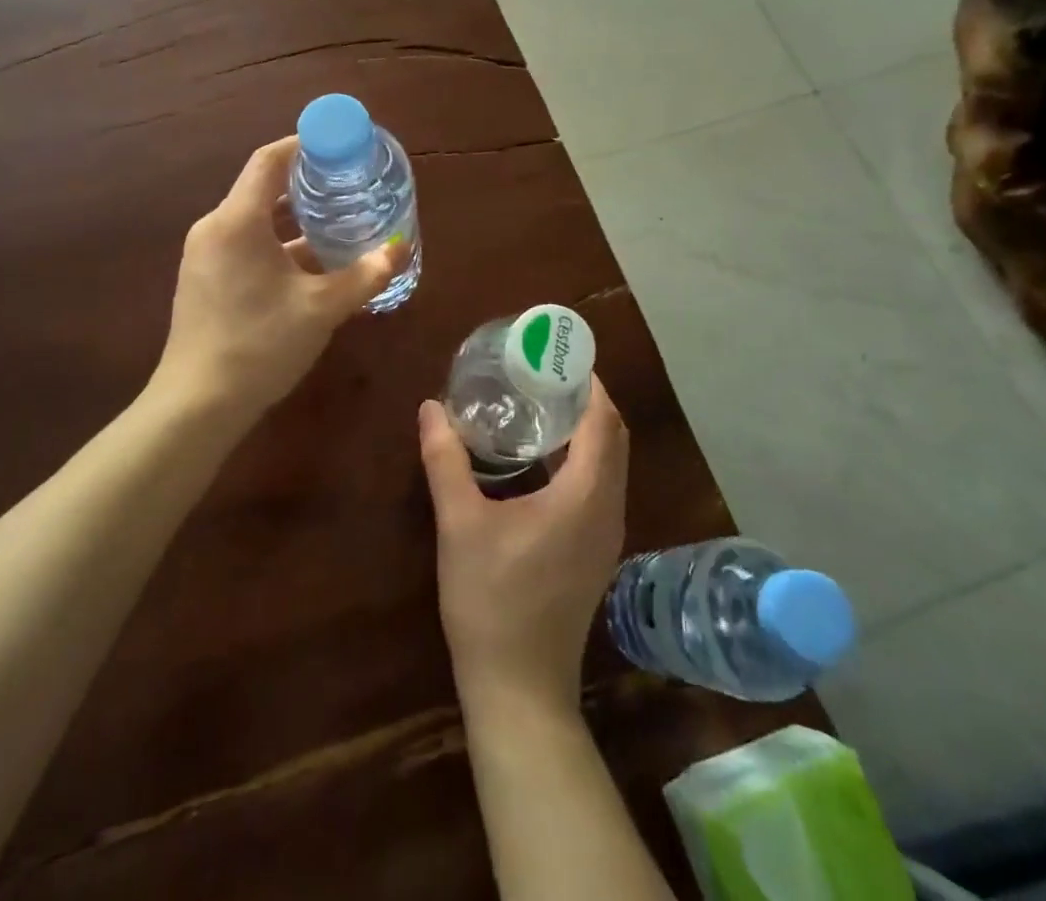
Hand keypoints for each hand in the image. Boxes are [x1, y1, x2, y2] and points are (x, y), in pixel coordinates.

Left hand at [154, 136, 398, 422]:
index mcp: (237, 221)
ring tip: (338, 221)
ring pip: (256, 220)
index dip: (304, 144)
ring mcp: (205, 255)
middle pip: (263, 188)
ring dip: (294, 219)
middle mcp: (215, 228)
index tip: (339, 145)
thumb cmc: (260, 344)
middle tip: (349, 185)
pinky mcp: (205, 280)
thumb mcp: (321, 308)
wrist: (197, 404)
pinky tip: (311, 264)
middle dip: (307, 184)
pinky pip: (245, 244)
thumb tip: (401, 249)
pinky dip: (278, 244)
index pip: (269, 160)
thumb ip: (364, 275)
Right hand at [418, 379, 628, 716]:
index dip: (589, 384)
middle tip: (544, 374)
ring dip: (588, 429)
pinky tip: (542, 458)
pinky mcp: (596, 553)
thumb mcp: (459, 524)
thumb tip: (431, 408)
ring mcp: (607, 535)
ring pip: (612, 464)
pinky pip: (602, 487)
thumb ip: (445, 460)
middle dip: (588, 400)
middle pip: (614, 438)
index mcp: (585, 497)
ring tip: (542, 404)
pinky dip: (585, 458)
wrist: (519, 689)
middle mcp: (608, 510)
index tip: (559, 356)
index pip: (603, 422)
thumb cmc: (491, 601)